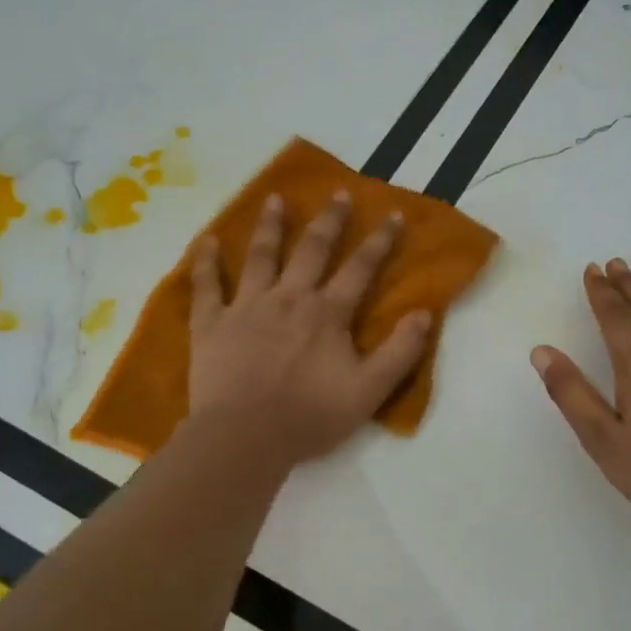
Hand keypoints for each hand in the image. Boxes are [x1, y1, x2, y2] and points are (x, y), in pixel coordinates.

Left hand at [188, 191, 431, 466]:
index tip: (392, 214)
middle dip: (329, 220)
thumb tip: (425, 313)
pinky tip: (205, 240)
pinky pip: (207, 285)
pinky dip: (205, 262)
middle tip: (338, 193)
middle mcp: (289, 298)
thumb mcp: (369, 391)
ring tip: (274, 199)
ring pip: (260, 256)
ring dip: (270, 226)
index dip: (380, 241)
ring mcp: (247, 307)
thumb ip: (400, 352)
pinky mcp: (212, 324)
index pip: (360, 268)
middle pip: (312, 250)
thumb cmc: (310, 416)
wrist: (245, 436)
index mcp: (327, 313)